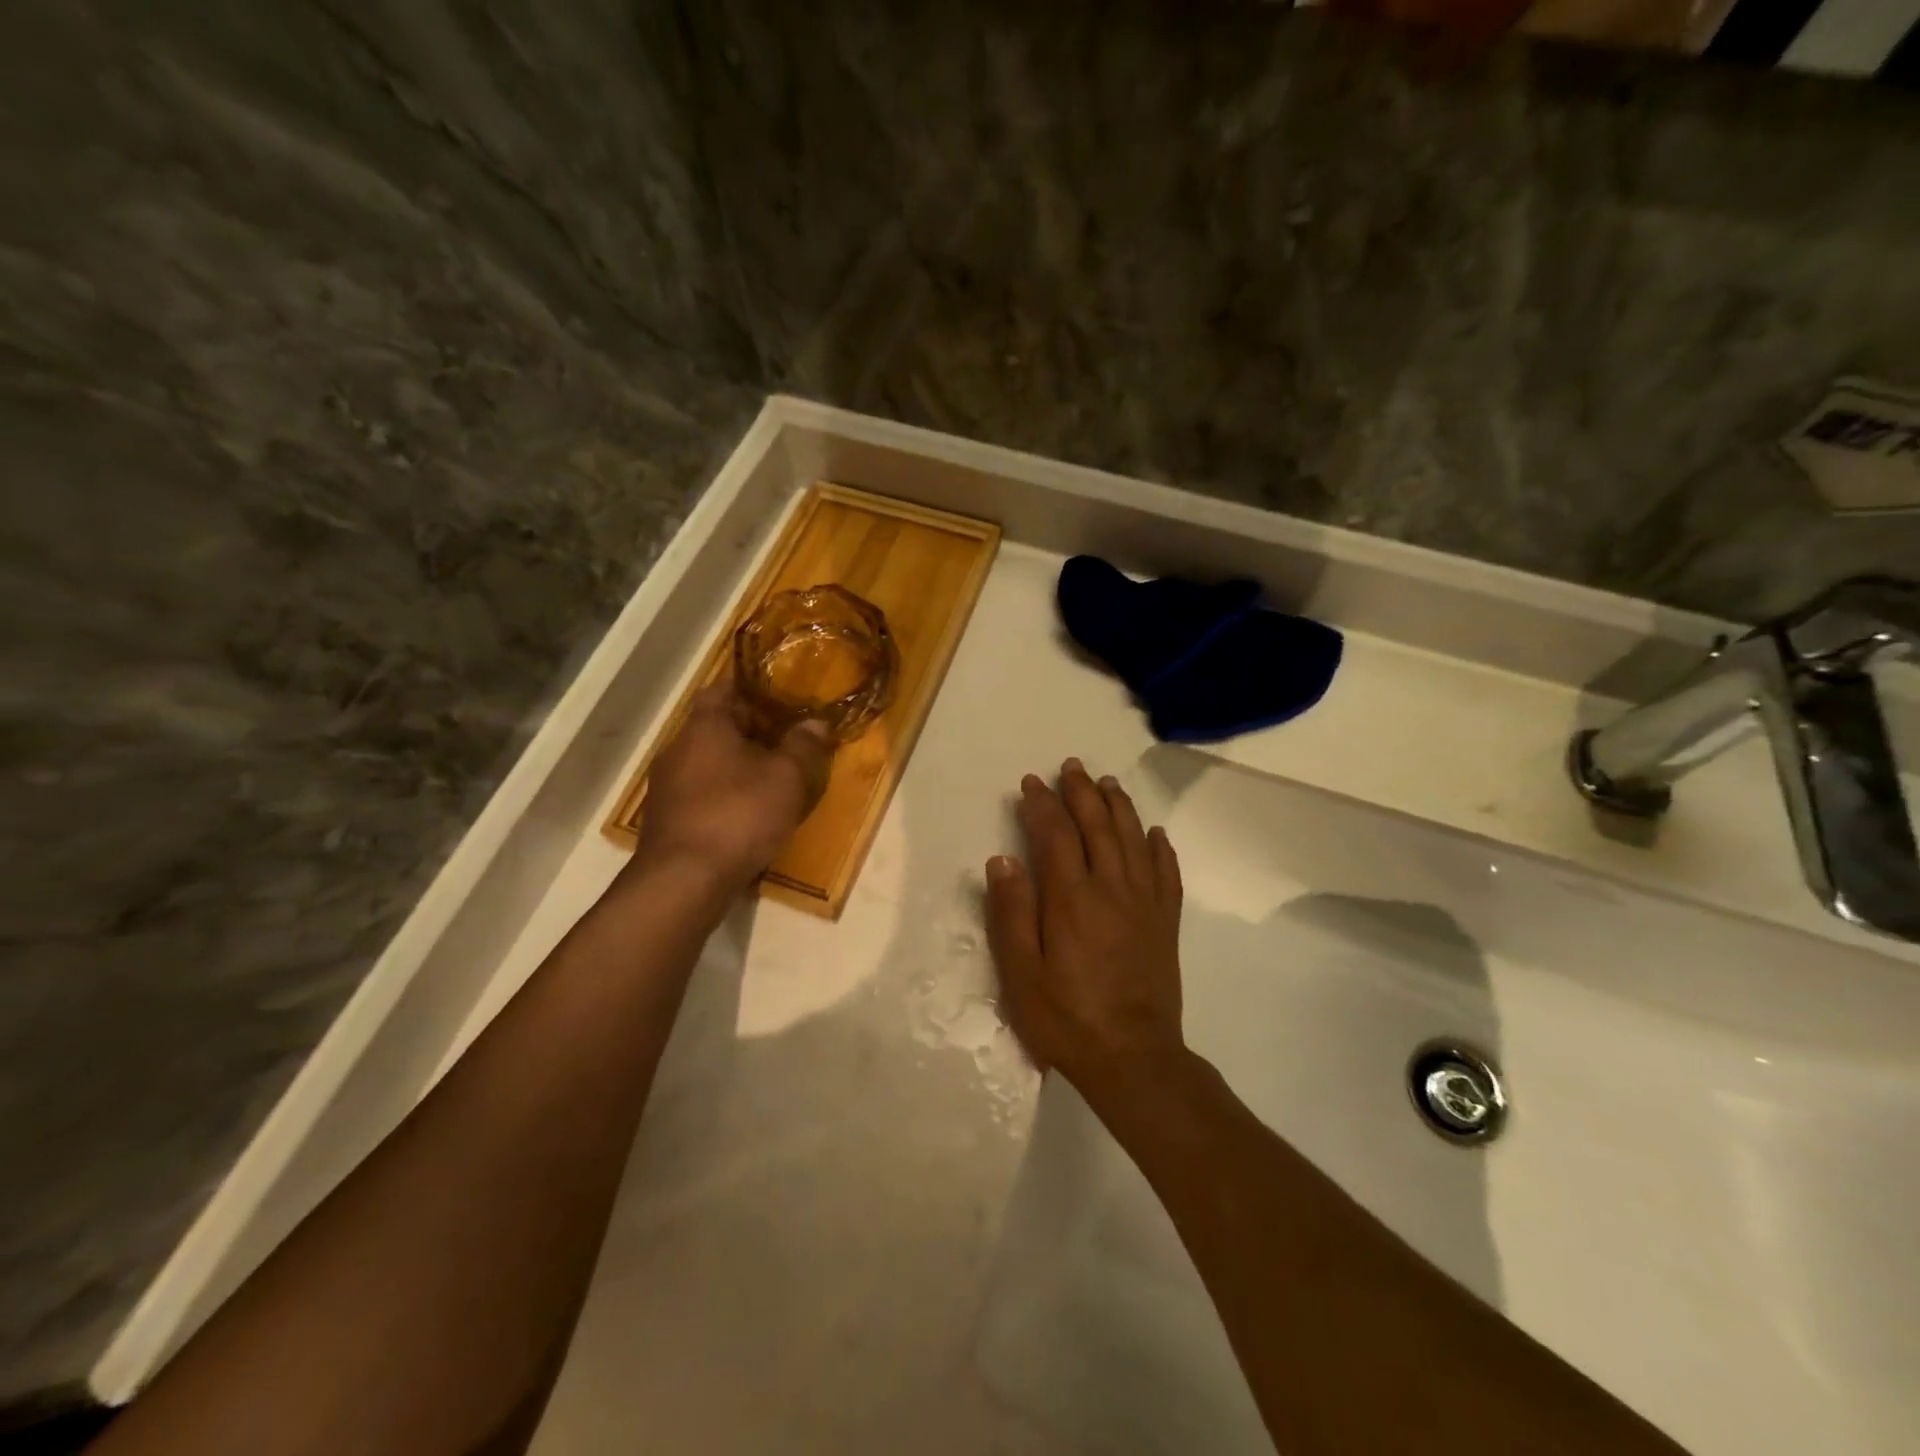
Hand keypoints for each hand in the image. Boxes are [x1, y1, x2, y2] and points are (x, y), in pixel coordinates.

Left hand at [631, 681, 832, 888]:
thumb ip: (803, 745)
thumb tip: (816, 722)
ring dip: (736, 765)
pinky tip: (746, 813)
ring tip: (770, 778)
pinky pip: (699, 793)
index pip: (722, 689)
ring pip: (706, 761)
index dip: (751, 688)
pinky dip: (722, 794)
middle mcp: (677, 748)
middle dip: (749, 730)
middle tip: (785, 739)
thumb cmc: (738, 815)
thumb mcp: (786, 778)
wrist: (683, 881)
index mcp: (704, 727)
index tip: (778, 695)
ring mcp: (666, 786)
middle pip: (714, 726)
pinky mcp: (665, 819)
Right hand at [984, 758, 1184, 1088]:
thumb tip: (1003, 859)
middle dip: (1082, 792)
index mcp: (1072, 899)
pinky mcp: (1166, 923)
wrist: (1134, 1059)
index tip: (1031, 783)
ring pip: (1133, 839)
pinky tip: (1155, 833)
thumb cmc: (1066, 1018)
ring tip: (1107, 783)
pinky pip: (1167, 873)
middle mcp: (1112, 889)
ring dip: (1119, 806)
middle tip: (1071, 766)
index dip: (1043, 805)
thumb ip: (1011, 913)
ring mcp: (1145, 904)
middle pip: (1098, 826)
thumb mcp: (1021, 973)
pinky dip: (1160, 848)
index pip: (1056, 835)